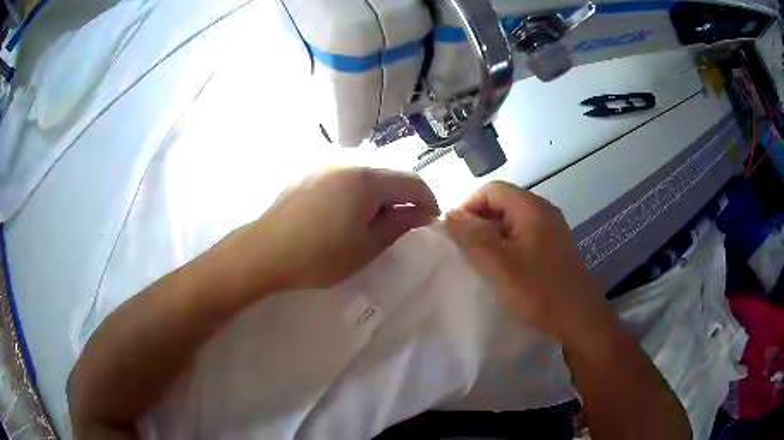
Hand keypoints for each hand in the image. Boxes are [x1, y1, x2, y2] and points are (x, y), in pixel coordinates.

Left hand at [240, 167, 439, 290]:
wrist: (265, 252)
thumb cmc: (320, 255)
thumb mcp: (368, 246)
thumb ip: (400, 225)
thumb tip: (422, 213)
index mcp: (367, 179)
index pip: (412, 181)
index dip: (428, 200)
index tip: (430, 222)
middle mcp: (348, 164)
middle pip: (388, 176)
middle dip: (402, 199)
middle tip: (401, 226)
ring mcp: (325, 167)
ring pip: (366, 177)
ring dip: (378, 197)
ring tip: (372, 223)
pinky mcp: (308, 176)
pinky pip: (344, 180)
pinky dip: (356, 195)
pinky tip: (344, 216)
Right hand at [445, 181, 613, 341]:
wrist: (579, 319)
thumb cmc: (539, 291)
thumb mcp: (500, 264)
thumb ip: (473, 237)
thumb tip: (451, 214)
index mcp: (532, 208)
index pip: (492, 190)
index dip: (469, 206)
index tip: (455, 234)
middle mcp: (543, 212)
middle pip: (503, 203)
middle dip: (479, 222)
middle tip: (465, 250)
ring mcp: (551, 230)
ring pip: (512, 221)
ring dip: (492, 236)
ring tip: (480, 261)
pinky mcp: (554, 247)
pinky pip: (523, 236)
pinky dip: (507, 246)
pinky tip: (502, 269)